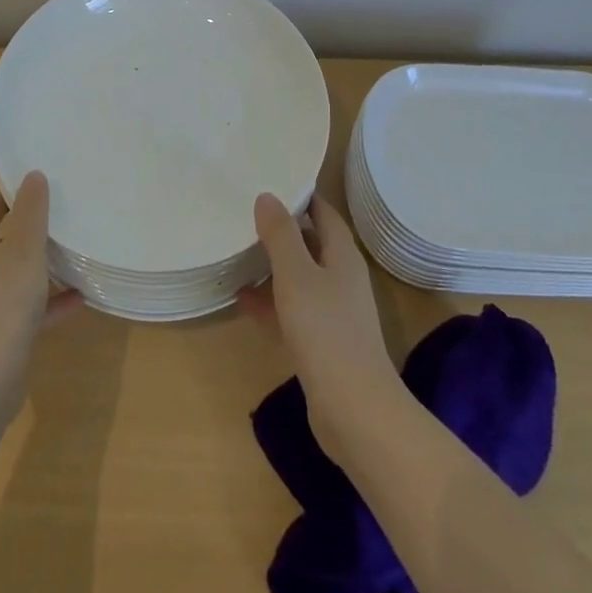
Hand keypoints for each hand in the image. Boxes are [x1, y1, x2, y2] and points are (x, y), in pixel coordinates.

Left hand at [0, 172, 80, 403]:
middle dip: (31, 231)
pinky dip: (47, 301)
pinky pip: (23, 307)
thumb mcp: (24, 251)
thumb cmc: (1, 304)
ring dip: (41, 267)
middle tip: (63, 216)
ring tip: (74, 254)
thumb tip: (34, 175)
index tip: (44, 188)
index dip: (13, 196)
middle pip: (0, 241)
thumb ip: (32, 212)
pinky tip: (78, 298)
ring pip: (13, 275)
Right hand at [241, 193, 398, 451]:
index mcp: (343, 255)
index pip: (322, 212)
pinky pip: (292, 309)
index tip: (268, 181)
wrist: (355, 411)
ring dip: (272, 266)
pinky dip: (270, 301)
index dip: (299, 196)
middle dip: (280, 230)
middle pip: (310, 243)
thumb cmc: (326, 332)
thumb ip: (281, 235)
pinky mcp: (322, 342)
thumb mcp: (296, 276)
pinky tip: (241, 299)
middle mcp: (341, 278)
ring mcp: (333, 312)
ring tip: (236, 251)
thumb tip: (267, 196)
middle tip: (244, 213)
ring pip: (299, 277)